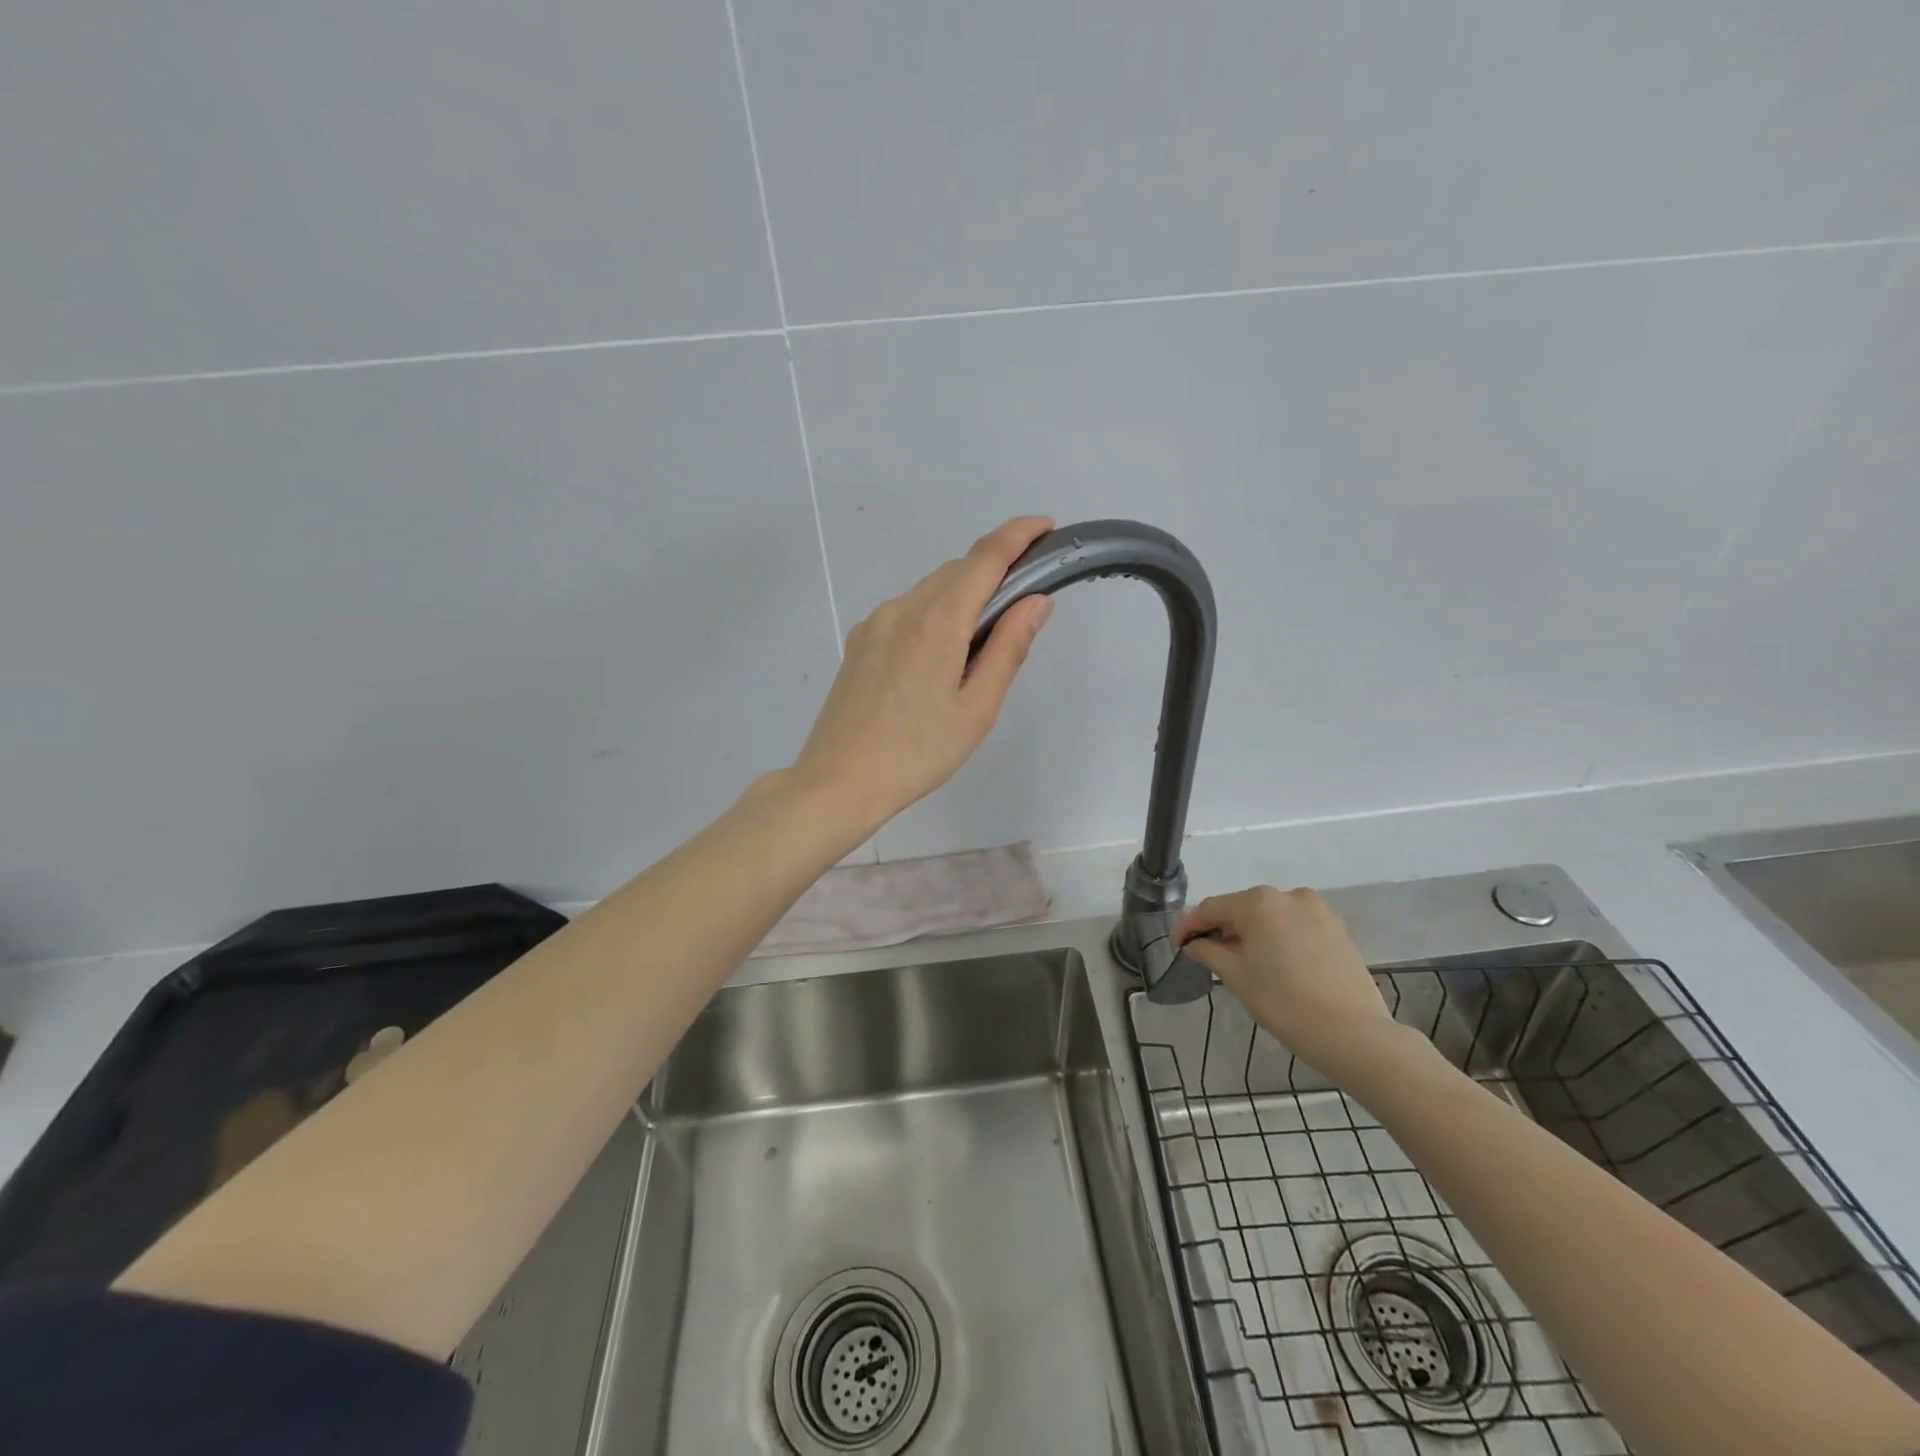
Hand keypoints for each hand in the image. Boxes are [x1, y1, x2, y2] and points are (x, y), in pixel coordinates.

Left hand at [791, 516, 1055, 834]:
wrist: (838, 781)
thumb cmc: (918, 753)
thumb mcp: (977, 708)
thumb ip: (1008, 648)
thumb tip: (1037, 600)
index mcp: (936, 621)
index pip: (984, 557)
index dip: (1018, 534)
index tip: (1045, 527)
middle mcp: (902, 609)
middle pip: (956, 571)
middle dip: (994, 571)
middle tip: (1023, 605)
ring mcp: (875, 624)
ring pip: (930, 591)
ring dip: (963, 596)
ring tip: (980, 646)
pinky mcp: (859, 642)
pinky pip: (907, 612)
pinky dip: (935, 615)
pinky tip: (938, 660)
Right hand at [1176, 886, 1400, 1074]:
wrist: (1353, 1034)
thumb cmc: (1284, 1002)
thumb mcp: (1237, 977)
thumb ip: (1210, 952)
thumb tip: (1196, 944)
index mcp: (1258, 902)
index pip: (1212, 908)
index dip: (1190, 925)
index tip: (1177, 944)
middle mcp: (1288, 896)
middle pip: (1243, 908)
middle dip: (1222, 928)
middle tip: (1205, 952)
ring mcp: (1317, 910)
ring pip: (1271, 916)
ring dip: (1251, 932)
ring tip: (1240, 959)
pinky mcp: (1337, 929)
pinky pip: (1295, 926)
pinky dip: (1278, 938)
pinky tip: (1273, 962)